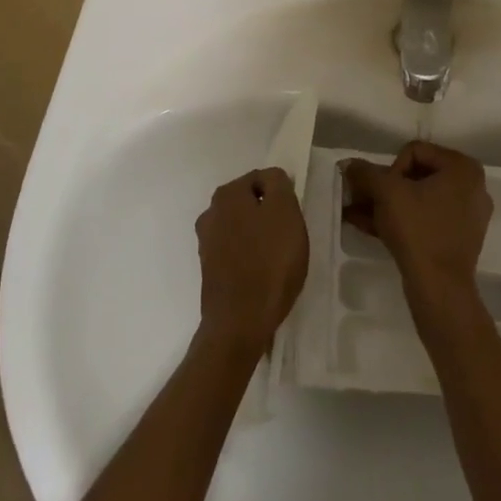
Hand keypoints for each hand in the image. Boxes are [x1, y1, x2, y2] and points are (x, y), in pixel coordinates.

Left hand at [194, 168, 309, 356]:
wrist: (240, 321)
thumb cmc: (269, 262)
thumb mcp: (285, 212)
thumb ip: (278, 184)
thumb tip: (271, 178)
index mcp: (227, 194)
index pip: (262, 178)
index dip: (283, 195)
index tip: (294, 217)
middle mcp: (210, 213)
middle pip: (251, 202)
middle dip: (270, 215)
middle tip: (289, 237)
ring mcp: (207, 242)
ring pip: (243, 226)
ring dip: (260, 236)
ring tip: (278, 258)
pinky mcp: (210, 268)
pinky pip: (237, 251)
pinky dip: (251, 256)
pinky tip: (263, 273)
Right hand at [343, 142, 492, 299]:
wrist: (440, 287)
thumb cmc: (418, 229)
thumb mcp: (386, 193)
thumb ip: (366, 173)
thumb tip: (348, 164)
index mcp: (463, 167)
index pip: (415, 151)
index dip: (390, 169)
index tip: (381, 193)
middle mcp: (472, 186)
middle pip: (417, 176)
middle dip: (384, 188)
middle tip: (361, 200)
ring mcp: (468, 214)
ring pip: (419, 200)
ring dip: (387, 205)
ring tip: (357, 214)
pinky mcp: (459, 238)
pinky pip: (426, 219)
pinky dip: (401, 220)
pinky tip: (371, 227)